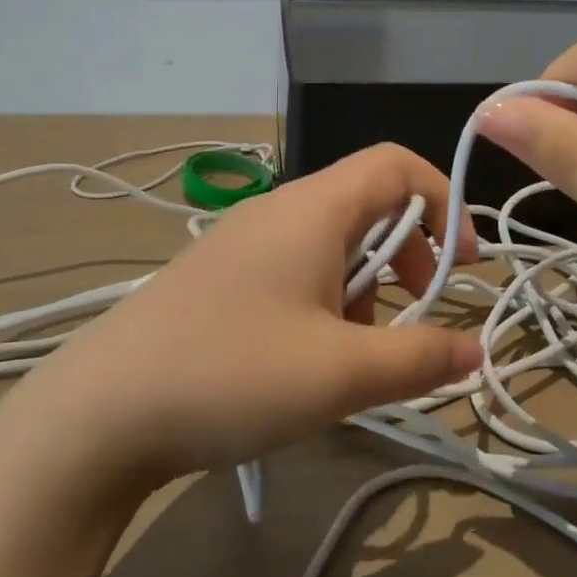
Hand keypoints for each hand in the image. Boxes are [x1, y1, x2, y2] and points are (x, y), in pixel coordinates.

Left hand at [14, 144, 481, 486]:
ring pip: (332, 243)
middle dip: (407, 255)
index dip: (443, 202)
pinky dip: (324, 300)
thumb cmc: (233, 373)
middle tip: (414, 315)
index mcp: (314, 208)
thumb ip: (420, 358)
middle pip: (368, 204)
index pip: (397, 164)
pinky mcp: (221, 275)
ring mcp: (244, 240)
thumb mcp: (342, 373)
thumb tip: (476, 349)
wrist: (100, 411)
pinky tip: (305, 360)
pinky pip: (295, 267)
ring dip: (364, 287)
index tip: (462, 265)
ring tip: (353, 354)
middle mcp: (280, 209)